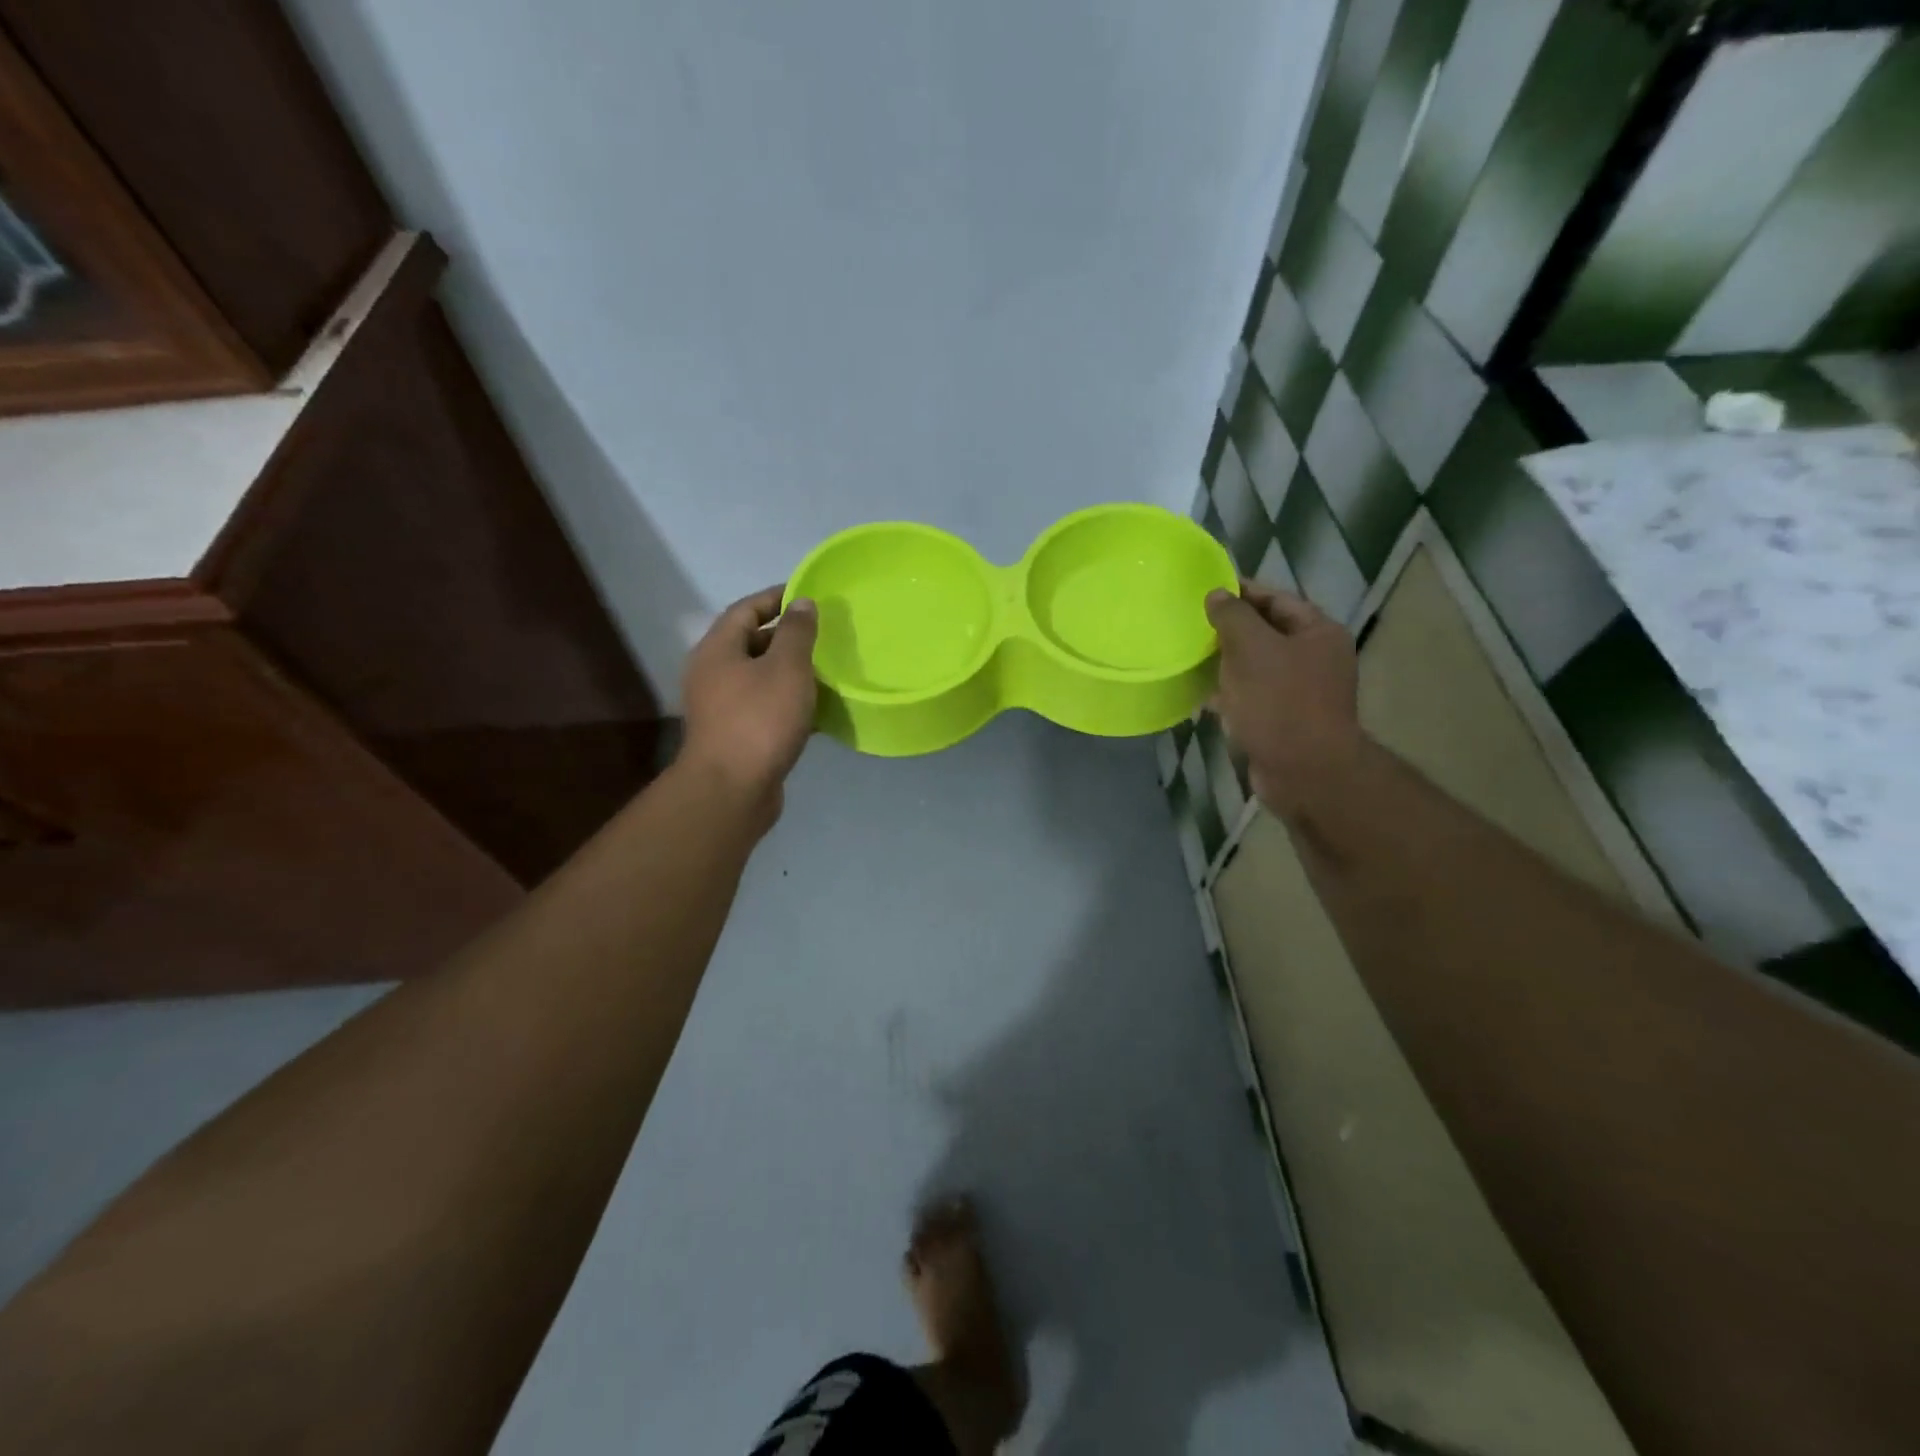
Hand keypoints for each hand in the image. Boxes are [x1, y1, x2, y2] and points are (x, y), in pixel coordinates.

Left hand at [680, 585, 818, 823]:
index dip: (777, 598)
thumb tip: (803, 603)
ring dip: (791, 672)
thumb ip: (797, 632)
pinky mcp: (736, 736)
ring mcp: (722, 708)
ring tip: (827, 669)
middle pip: (751, 643)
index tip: (810, 595)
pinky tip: (818, 709)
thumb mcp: (786, 668)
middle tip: (825, 634)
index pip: (746, 609)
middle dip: (787, 636)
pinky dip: (790, 703)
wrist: (732, 790)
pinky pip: (766, 707)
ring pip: (761, 678)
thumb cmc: (759, 720)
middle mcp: (713, 674)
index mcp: (718, 649)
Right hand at [1206, 582, 1360, 819]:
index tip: (1204, 590)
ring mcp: (1299, 692)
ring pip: (1255, 666)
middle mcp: (1314, 658)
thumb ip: (1232, 616)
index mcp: (1318, 633)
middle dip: (1229, 628)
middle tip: (1191, 623)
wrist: (1304, 772)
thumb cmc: (1280, 703)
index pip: (1276, 599)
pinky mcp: (1282, 720)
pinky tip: (1200, 693)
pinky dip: (1227, 692)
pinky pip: (1251, 696)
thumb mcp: (1252, 649)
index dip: (1241, 592)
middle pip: (1266, 632)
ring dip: (1225, 662)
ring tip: (1189, 655)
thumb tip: (1217, 594)